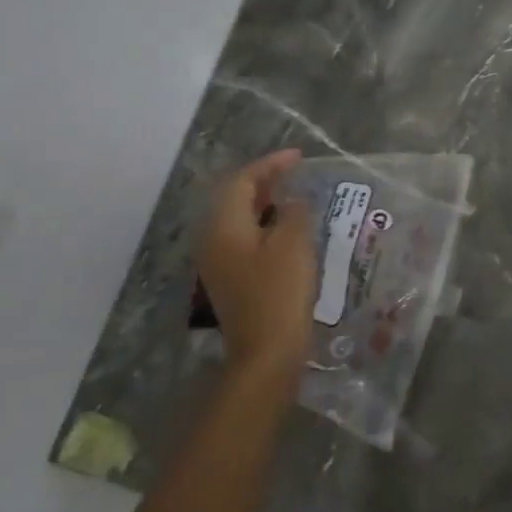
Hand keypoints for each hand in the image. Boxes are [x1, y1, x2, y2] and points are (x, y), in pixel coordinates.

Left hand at [197, 150, 314, 379]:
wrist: (266, 354)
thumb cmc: (280, 294)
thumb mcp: (293, 244)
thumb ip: (292, 212)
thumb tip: (291, 202)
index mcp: (224, 226)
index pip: (242, 181)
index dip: (270, 165)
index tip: (299, 157)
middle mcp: (213, 240)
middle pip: (235, 199)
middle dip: (264, 182)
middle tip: (295, 174)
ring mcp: (218, 263)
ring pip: (238, 220)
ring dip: (264, 205)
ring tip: (294, 198)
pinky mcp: (230, 281)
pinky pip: (243, 240)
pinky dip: (264, 227)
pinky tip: (287, 233)